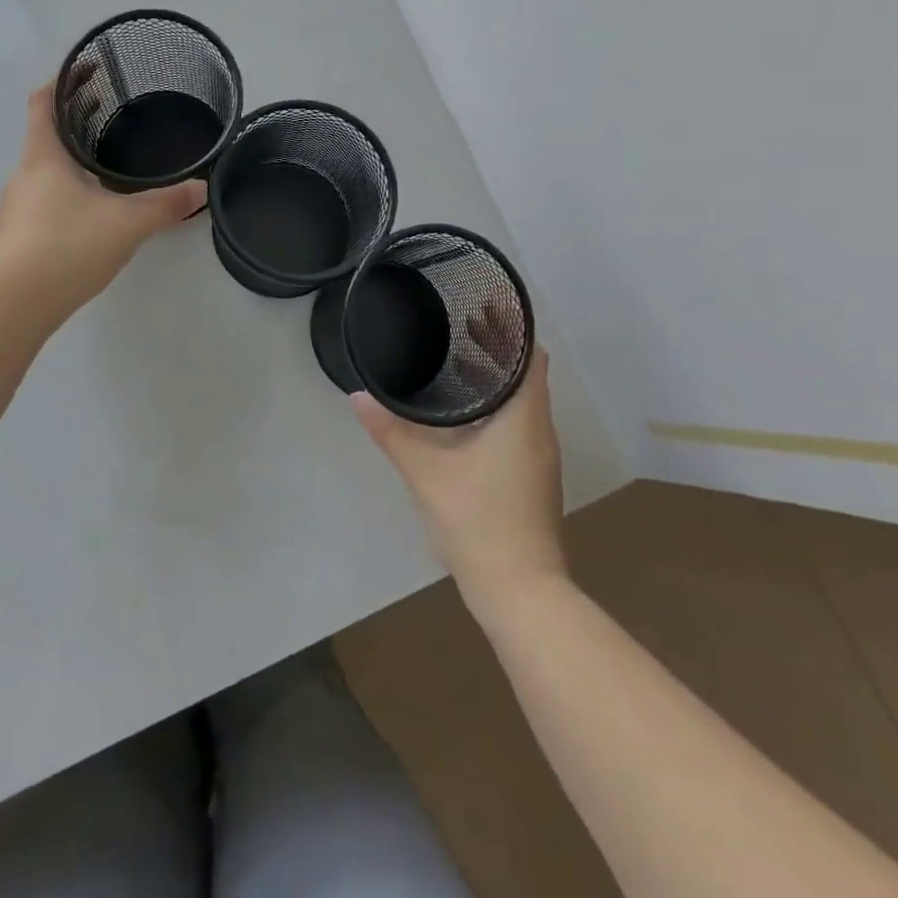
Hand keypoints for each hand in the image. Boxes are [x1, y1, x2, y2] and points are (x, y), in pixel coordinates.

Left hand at [0, 79, 206, 317]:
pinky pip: (43, 202)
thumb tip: (202, 188)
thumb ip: (166, 204)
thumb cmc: (69, 245)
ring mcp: (16, 208)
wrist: (17, 302)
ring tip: (106, 166)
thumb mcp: (128, 222)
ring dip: (70, 162)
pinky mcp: (17, 236)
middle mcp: (24, 175)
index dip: (61, 81)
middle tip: (112, 114)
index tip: (85, 70)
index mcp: (43, 157)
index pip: (43, 103)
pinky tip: (90, 214)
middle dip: (76, 122)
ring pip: (45, 172)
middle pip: (46, 136)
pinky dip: (65, 194)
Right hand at [352, 344, 568, 614]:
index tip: (485, 306)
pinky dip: (496, 406)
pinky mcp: (531, 478)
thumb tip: (357, 396)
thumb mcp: (426, 473)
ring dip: (496, 378)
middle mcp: (539, 431)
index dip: (513, 329)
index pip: (531, 357)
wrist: (520, 592)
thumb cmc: (479, 521)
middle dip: (498, 348)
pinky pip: (518, 424)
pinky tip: (464, 416)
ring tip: (458, 359)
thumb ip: (391, 432)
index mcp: (524, 419)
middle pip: (526, 375)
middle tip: (462, 323)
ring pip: (522, 402)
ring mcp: (539, 458)